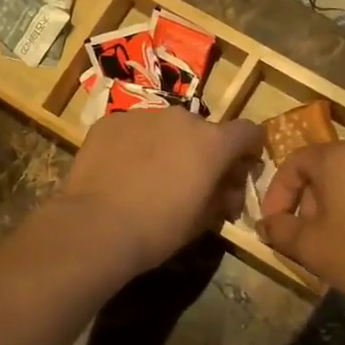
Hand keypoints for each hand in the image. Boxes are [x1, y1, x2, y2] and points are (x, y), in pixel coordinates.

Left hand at [55, 110, 264, 276]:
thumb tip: (227, 191)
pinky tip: (121, 171)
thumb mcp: (202, 221)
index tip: (240, 169)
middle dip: (203, 151)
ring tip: (150, 176)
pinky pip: (132, 129)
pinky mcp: (110, 121)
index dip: (248, 150)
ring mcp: (143, 115)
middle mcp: (181, 118)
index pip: (248, 132)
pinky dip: (134, 145)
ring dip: (167, 145)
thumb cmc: (158, 229)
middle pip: (203, 130)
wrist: (96, 226)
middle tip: (190, 181)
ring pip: (165, 127)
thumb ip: (222, 197)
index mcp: (212, 142)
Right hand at [259, 140, 344, 320]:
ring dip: (342, 202)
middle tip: (308, 234)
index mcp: (339, 156)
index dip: (278, 193)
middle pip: (328, 168)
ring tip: (341, 238)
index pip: (294, 163)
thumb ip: (280, 230)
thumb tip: (267, 224)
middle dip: (311, 199)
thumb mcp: (309, 247)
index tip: (275, 223)